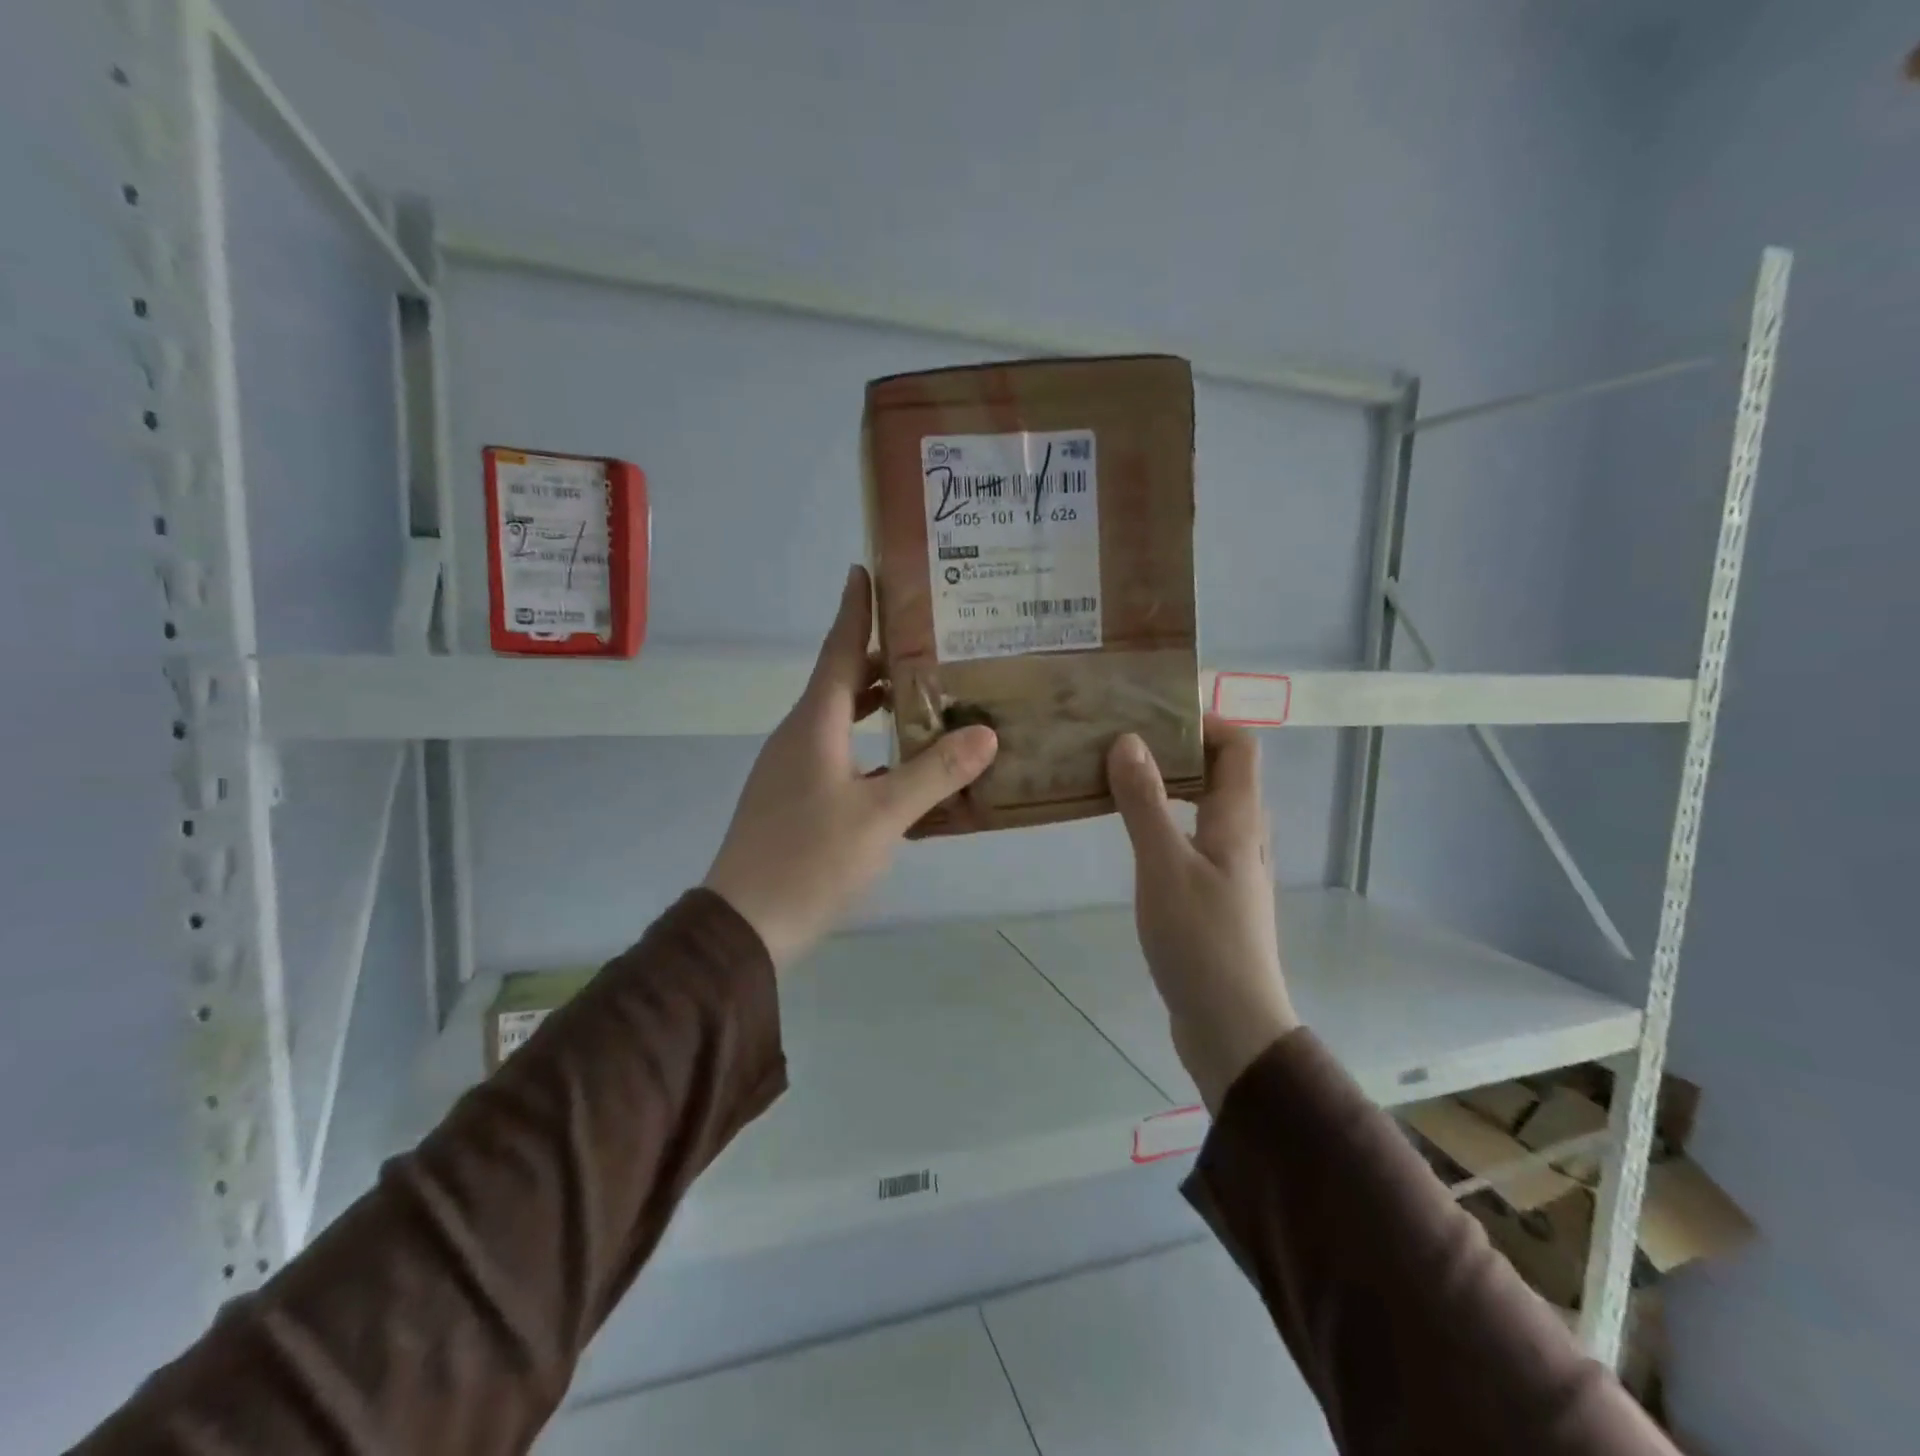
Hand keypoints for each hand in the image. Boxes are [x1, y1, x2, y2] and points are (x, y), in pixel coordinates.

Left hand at [703, 565, 998, 967]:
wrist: (746, 925)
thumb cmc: (811, 860)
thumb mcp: (882, 816)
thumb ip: (934, 773)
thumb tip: (985, 732)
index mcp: (814, 724)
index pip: (838, 649)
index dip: (855, 609)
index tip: (865, 568)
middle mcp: (799, 735)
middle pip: (842, 681)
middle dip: (881, 657)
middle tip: (931, 641)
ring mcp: (791, 769)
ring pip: (839, 719)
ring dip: (876, 703)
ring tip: (924, 694)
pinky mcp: (793, 799)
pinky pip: (836, 752)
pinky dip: (868, 743)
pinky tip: (900, 763)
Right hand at [1108, 716, 1299, 1111]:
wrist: (1231, 1026)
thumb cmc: (1201, 941)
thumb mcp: (1164, 866)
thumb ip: (1146, 803)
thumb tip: (1129, 741)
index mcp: (1239, 820)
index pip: (1239, 745)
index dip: (1205, 719)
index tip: (1153, 710)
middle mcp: (1242, 836)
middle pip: (1222, 771)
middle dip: (1177, 746)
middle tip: (1123, 737)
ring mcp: (1231, 867)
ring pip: (1205, 805)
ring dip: (1169, 783)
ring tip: (1117, 774)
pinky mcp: (1214, 895)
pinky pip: (1192, 837)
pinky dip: (1165, 819)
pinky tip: (1129, 831)